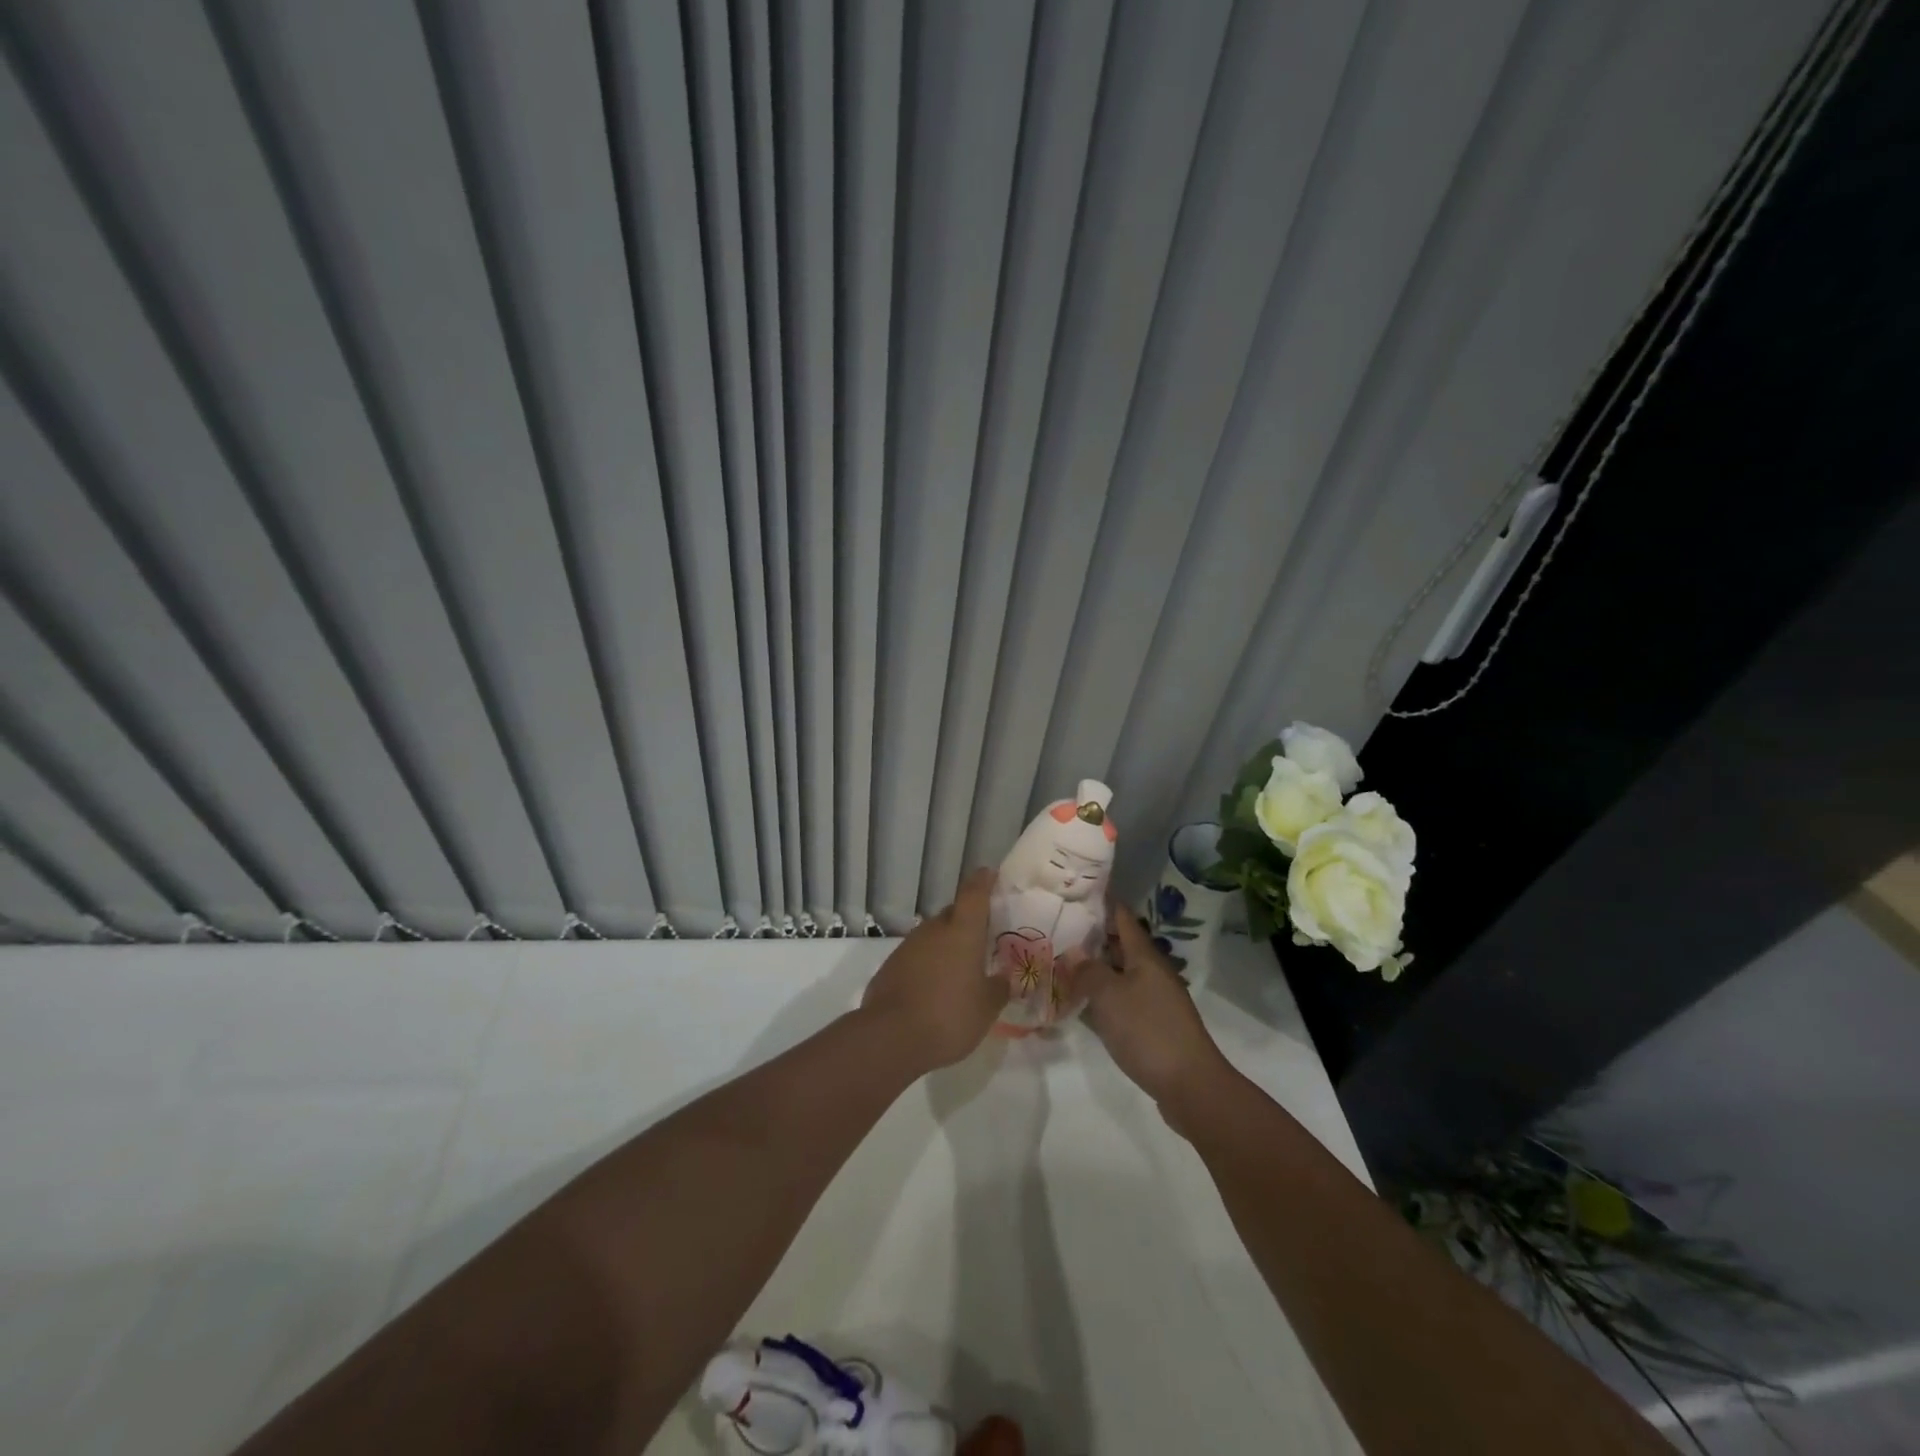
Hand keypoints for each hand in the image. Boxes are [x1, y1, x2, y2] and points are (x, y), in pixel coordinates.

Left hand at [860, 868, 1008, 1071]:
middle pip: (952, 915)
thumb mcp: (986, 1008)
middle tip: (982, 939)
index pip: (974, 893)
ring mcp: (908, 947)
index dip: (983, 881)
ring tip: (959, 970)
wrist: (891, 1037)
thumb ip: (998, 989)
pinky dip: (927, 966)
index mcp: (962, 931)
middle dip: (967, 922)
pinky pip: (916, 958)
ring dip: (946, 946)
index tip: (989, 874)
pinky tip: (933, 990)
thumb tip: (1003, 979)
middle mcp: (934, 930)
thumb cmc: (950, 1016)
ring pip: (933, 937)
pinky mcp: (890, 967)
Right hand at [1078, 909, 1231, 1129]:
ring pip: (1120, 973)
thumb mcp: (1109, 996)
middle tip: (1057, 929)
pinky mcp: (1153, 1024)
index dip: (1101, 902)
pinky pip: (1122, 999)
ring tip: (1061, 963)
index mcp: (1145, 956)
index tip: (1075, 891)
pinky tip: (1081, 1003)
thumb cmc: (1148, 1031)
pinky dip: (1102, 995)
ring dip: (1095, 968)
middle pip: (1120, 944)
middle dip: (1092, 936)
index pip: (1122, 917)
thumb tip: (1074, 952)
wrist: (1190, 1085)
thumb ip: (1088, 971)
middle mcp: (1152, 972)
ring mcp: (1154, 999)